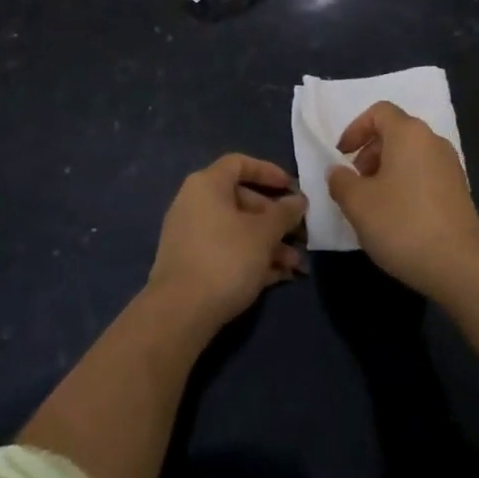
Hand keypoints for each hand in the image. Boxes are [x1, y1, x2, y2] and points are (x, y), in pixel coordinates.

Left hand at [149, 154, 307, 332]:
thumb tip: (299, 200)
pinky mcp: (191, 265)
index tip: (291, 187)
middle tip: (299, 233)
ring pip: (237, 230)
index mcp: (207, 185)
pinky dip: (252, 259)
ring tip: (296, 264)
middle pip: (242, 200)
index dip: (268, 172)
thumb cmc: (226, 258)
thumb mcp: (264, 233)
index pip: (239, 163)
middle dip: (275, 218)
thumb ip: (285, 213)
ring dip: (269, 243)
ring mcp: (191, 236)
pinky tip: (279, 276)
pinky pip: (227, 252)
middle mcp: (195, 204)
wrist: (180, 314)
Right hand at [327, 102, 478, 300]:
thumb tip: (338, 171)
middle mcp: (433, 141)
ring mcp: (451, 165)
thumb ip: (341, 181)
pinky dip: (406, 184)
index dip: (355, 129)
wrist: (458, 265)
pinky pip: (425, 174)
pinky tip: (398, 217)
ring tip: (374, 204)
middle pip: (395, 132)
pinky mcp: (459, 190)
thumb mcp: (358, 204)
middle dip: (369, 152)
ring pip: (410, 155)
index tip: (341, 156)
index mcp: (409, 134)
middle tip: (356, 183)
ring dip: (387, 170)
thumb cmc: (402, 224)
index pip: (379, 112)